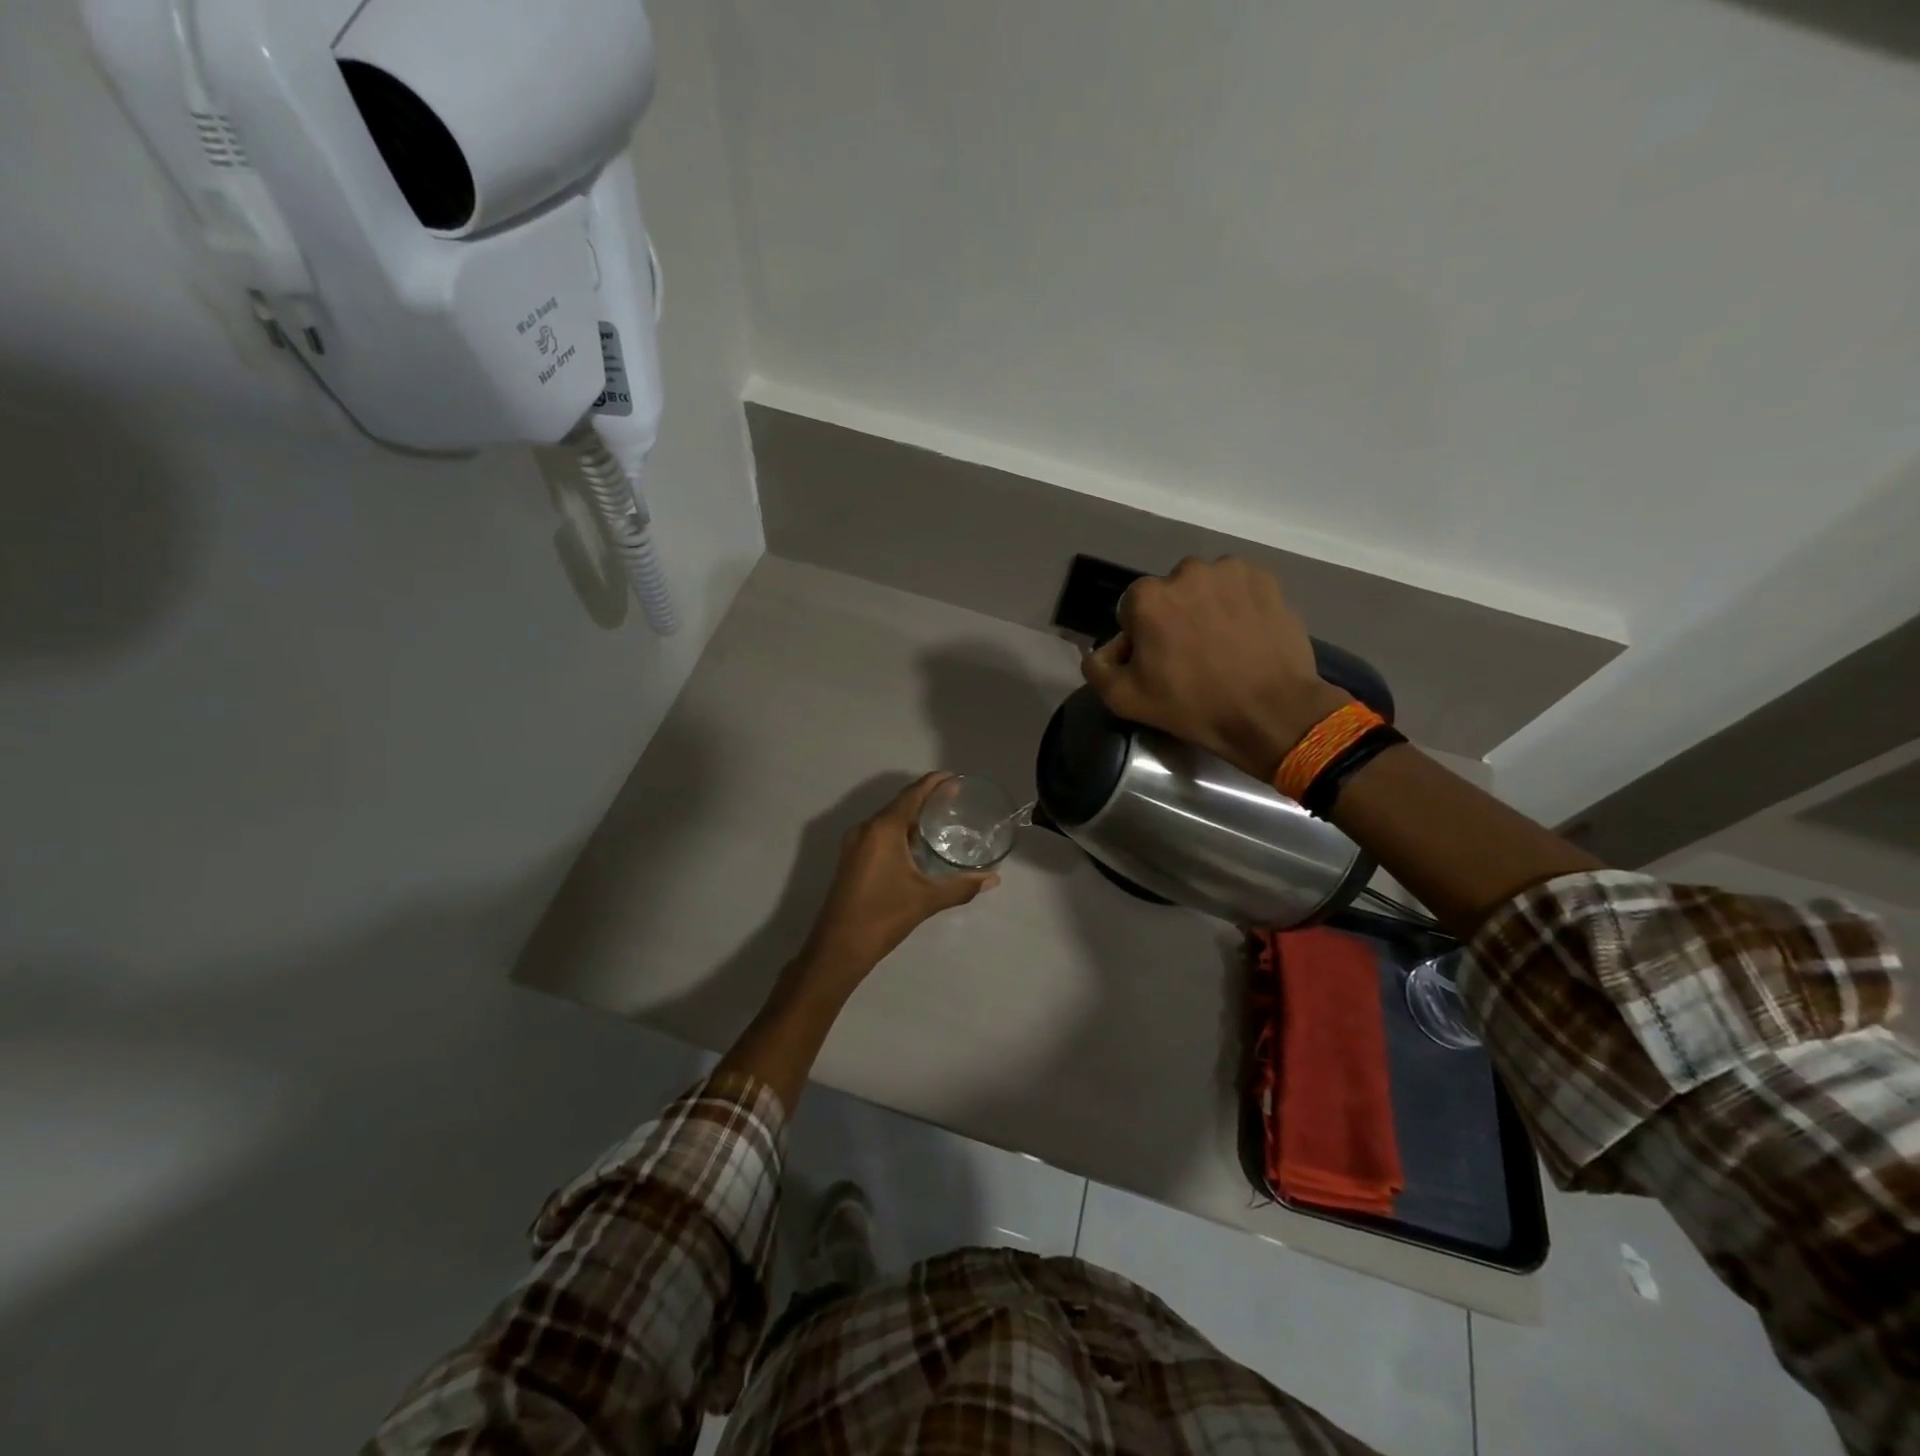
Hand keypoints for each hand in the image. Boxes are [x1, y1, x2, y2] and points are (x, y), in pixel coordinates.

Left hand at [798, 773, 1000, 989]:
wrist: (838, 947)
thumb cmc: (883, 916)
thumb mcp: (926, 900)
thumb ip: (961, 887)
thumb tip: (993, 879)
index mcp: (883, 830)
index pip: (912, 795)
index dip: (933, 783)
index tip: (954, 777)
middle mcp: (866, 829)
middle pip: (899, 804)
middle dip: (925, 798)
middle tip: (953, 798)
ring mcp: (854, 844)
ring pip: (887, 820)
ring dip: (911, 816)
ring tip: (939, 819)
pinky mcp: (851, 859)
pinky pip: (878, 834)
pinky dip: (899, 831)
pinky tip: (916, 845)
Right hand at [1081, 557, 1350, 781]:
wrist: (1270, 711)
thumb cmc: (1193, 706)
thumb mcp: (1125, 700)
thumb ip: (1097, 668)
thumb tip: (1104, 650)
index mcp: (1147, 597)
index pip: (1131, 611)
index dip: (1141, 637)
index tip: (1158, 662)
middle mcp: (1186, 572)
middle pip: (1169, 594)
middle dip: (1174, 617)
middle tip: (1191, 655)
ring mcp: (1229, 572)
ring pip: (1204, 587)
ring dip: (1206, 607)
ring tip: (1221, 644)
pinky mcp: (1264, 579)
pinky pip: (1238, 587)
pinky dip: (1237, 604)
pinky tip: (1245, 634)